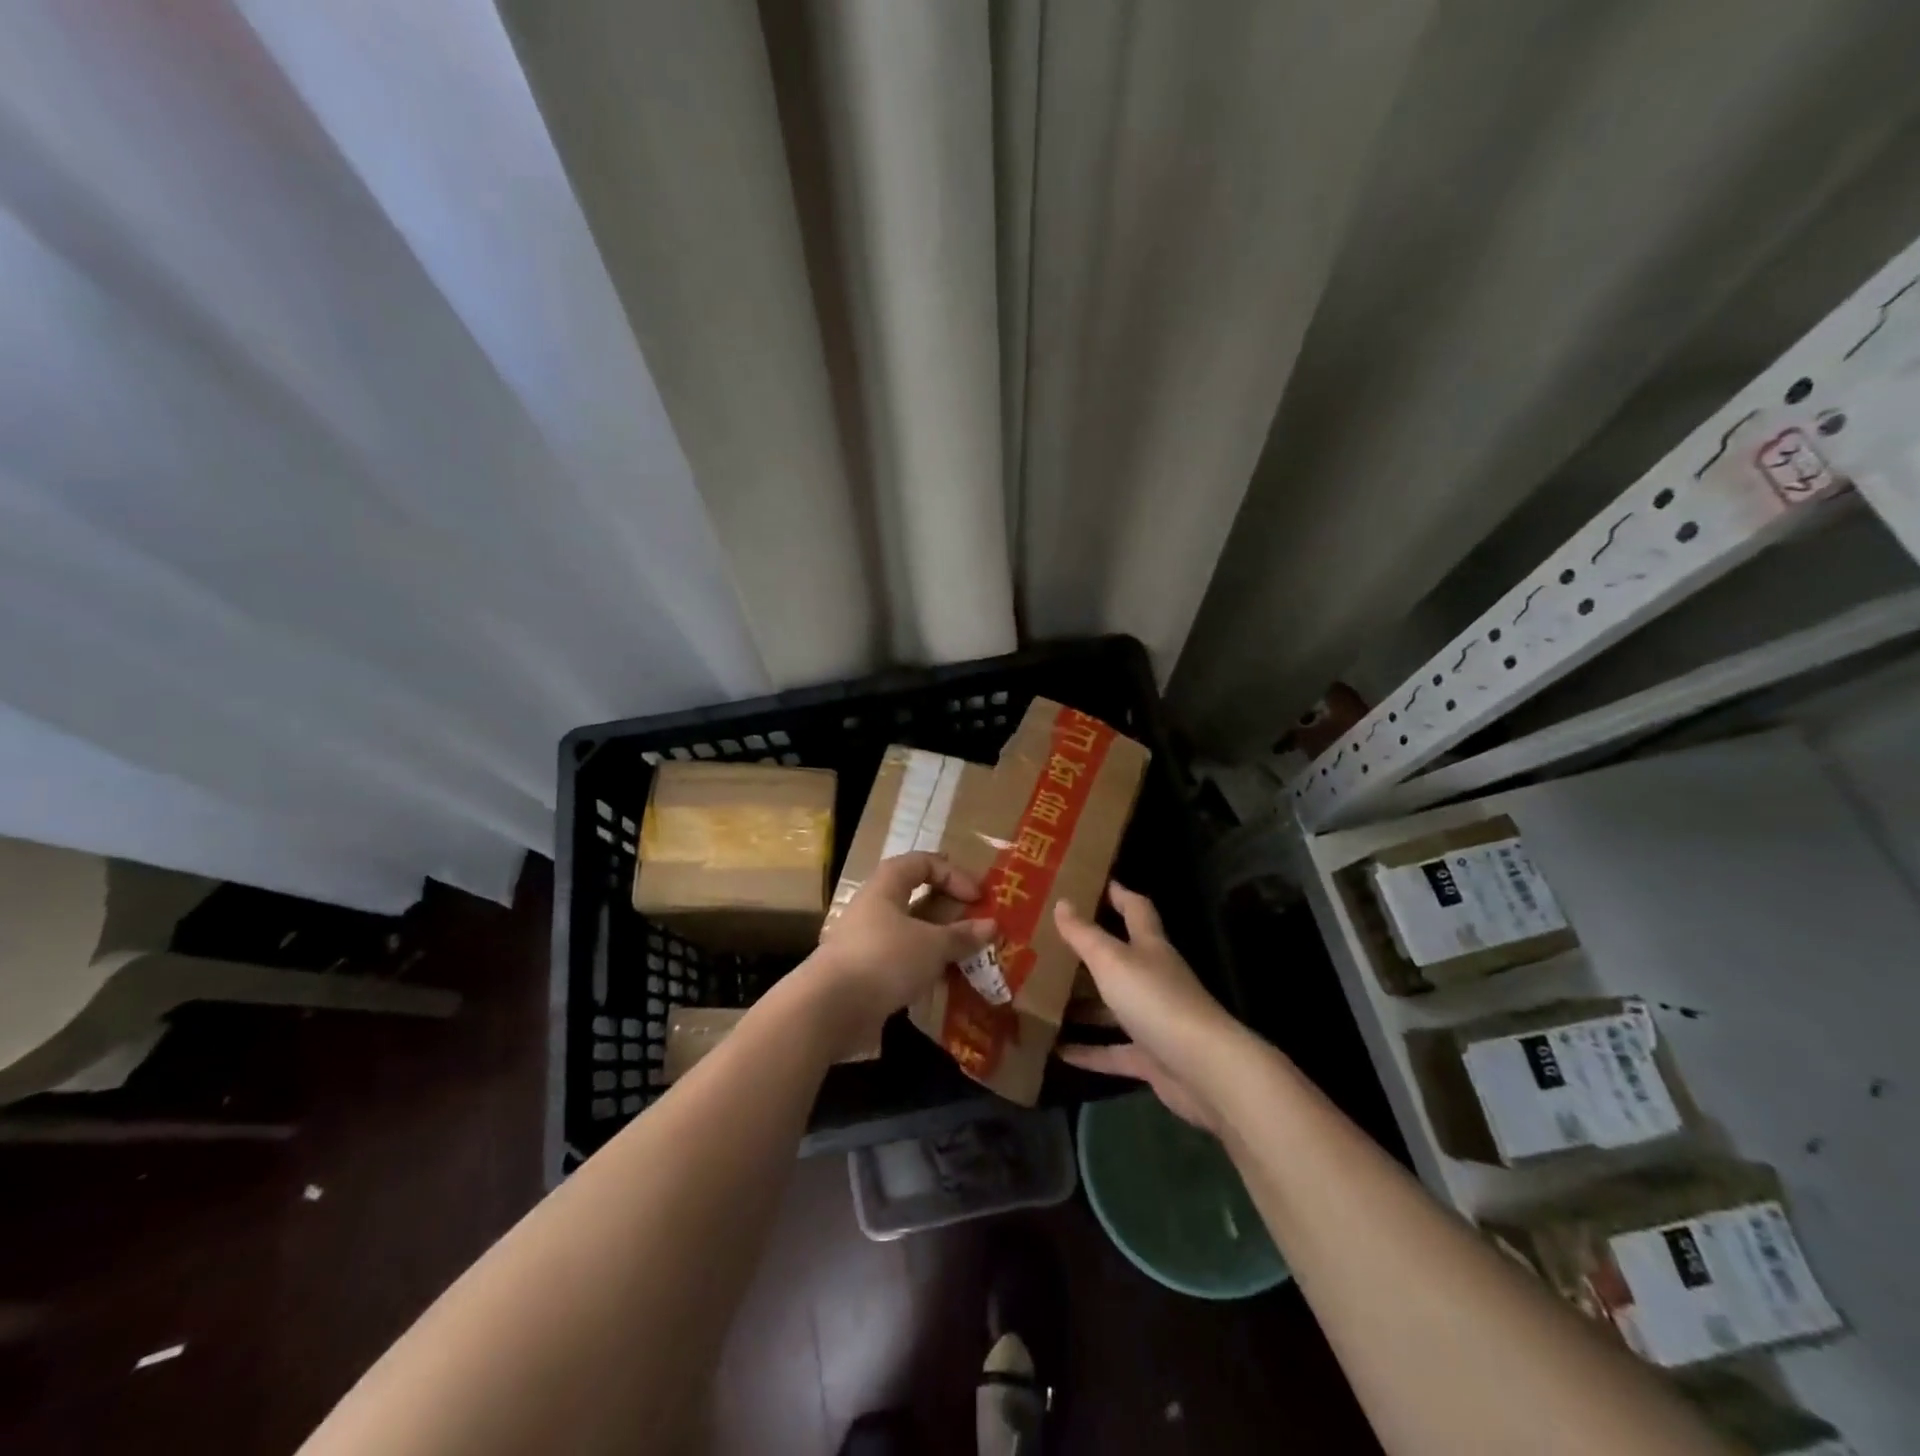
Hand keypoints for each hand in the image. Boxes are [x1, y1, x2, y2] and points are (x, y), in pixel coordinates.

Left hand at [803, 852, 995, 1053]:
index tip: (977, 898)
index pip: (921, 862)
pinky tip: (941, 981)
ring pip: (908, 931)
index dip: (952, 874)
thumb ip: (962, 935)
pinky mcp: (863, 972)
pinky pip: (900, 959)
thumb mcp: (932, 945)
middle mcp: (872, 907)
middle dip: (948, 909)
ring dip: (937, 941)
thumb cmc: (884, 959)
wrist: (829, 1009)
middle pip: (914, 896)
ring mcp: (864, 940)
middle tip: (975, 924)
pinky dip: (922, 966)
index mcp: (885, 886)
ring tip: (964, 956)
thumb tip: (991, 925)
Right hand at [1053, 882, 1236, 1130]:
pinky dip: (1088, 1051)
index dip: (1118, 894)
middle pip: (1120, 959)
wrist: (1203, 1069)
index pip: (1136, 910)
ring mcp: (1153, 1019)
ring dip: (1082, 1005)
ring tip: (1042, 998)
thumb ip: (1084, 934)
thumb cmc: (1156, 1000)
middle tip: (1048, 945)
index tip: (1093, 883)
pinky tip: (1058, 1051)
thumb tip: (1061, 902)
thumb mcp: (1112, 960)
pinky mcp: (1151, 1058)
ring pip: (1112, 1006)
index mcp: (1150, 947)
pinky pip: (1113, 1051)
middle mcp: (1153, 978)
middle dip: (1088, 952)